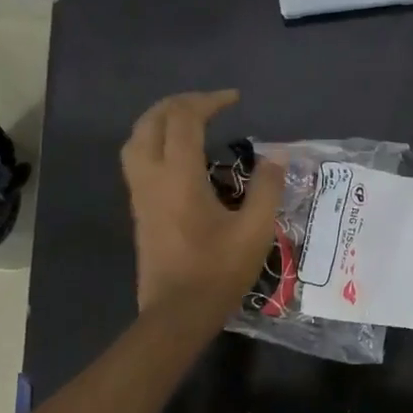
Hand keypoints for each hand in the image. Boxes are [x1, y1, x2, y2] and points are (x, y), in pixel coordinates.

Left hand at [122, 90, 283, 317]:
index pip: (184, 120)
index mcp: (179, 177)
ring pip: (136, 138)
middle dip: (180, 103)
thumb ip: (267, 188)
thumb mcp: (255, 231)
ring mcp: (140, 194)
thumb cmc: (217, 272)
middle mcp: (152, 177)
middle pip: (152, 121)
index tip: (234, 99)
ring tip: (188, 120)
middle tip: (210, 104)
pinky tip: (177, 154)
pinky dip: (153, 141)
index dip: (209, 101)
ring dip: (160, 120)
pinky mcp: (139, 210)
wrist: (177, 313)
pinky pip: (136, 159)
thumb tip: (276, 157)